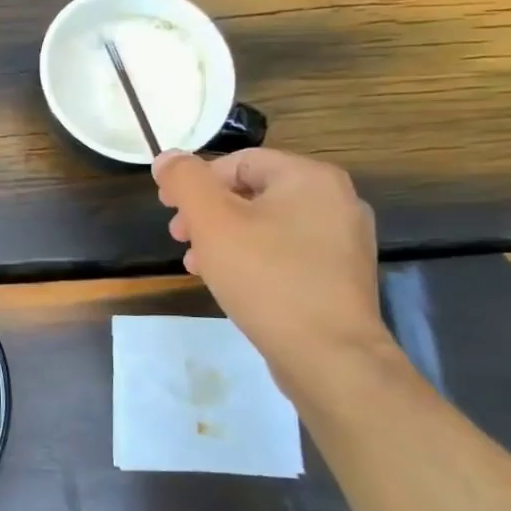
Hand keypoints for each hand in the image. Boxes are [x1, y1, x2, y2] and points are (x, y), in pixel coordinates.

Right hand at [153, 148, 394, 390]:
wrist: (328, 354)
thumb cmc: (266, 278)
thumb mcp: (212, 221)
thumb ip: (186, 181)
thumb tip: (168, 156)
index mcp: (310, 177)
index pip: (239, 162)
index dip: (196, 181)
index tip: (167, 209)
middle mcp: (336, 200)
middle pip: (253, 192)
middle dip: (208, 212)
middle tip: (180, 238)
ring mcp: (343, 240)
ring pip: (267, 225)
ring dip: (225, 238)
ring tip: (197, 264)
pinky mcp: (340, 275)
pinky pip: (286, 252)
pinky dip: (253, 259)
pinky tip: (230, 283)